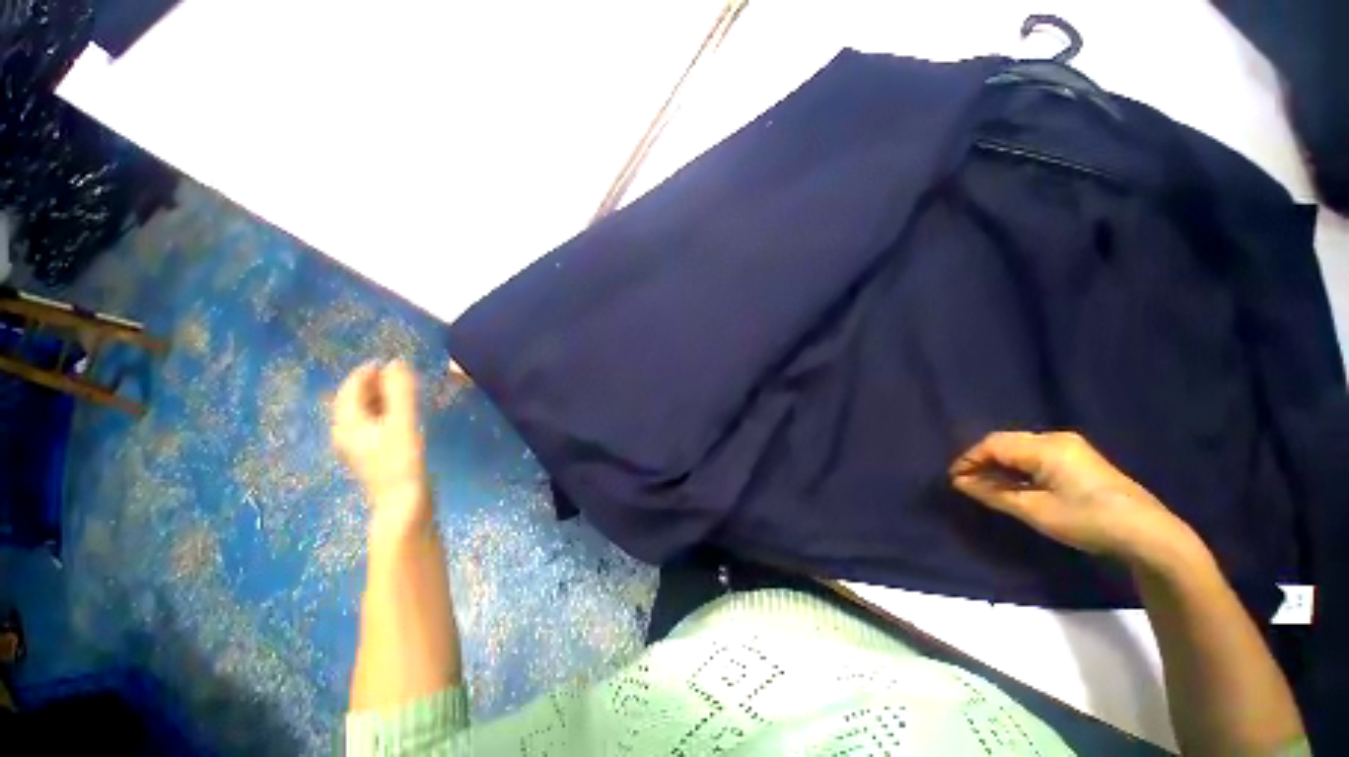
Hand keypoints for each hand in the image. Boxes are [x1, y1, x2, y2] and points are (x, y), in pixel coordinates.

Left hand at [333, 361, 428, 517]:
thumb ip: (401, 392)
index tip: (390, 360)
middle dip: (373, 383)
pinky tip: (402, 412)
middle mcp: (347, 433)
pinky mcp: (374, 453)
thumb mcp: (402, 424)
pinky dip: (385, 410)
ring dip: (380, 396)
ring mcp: (359, 445)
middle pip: (354, 400)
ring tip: (403, 387)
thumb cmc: (401, 462)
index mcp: (347, 424)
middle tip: (400, 372)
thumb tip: (397, 362)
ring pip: (364, 412)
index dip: (367, 372)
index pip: (350, 389)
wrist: (404, 504)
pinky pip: (374, 423)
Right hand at [949, 431, 1195, 563]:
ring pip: (1020, 448)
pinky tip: (1015, 484)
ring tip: (987, 485)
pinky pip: (1036, 454)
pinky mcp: (1079, 458)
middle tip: (967, 483)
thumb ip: (994, 494)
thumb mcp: (1036, 511)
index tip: (954, 479)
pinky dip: (1018, 467)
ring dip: (999, 464)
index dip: (968, 459)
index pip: (993, 444)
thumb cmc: (1088, 521)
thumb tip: (961, 483)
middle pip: (1006, 442)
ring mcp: (1071, 447)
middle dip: (982, 460)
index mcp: (1046, 447)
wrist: (1149, 534)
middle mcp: (1056, 439)